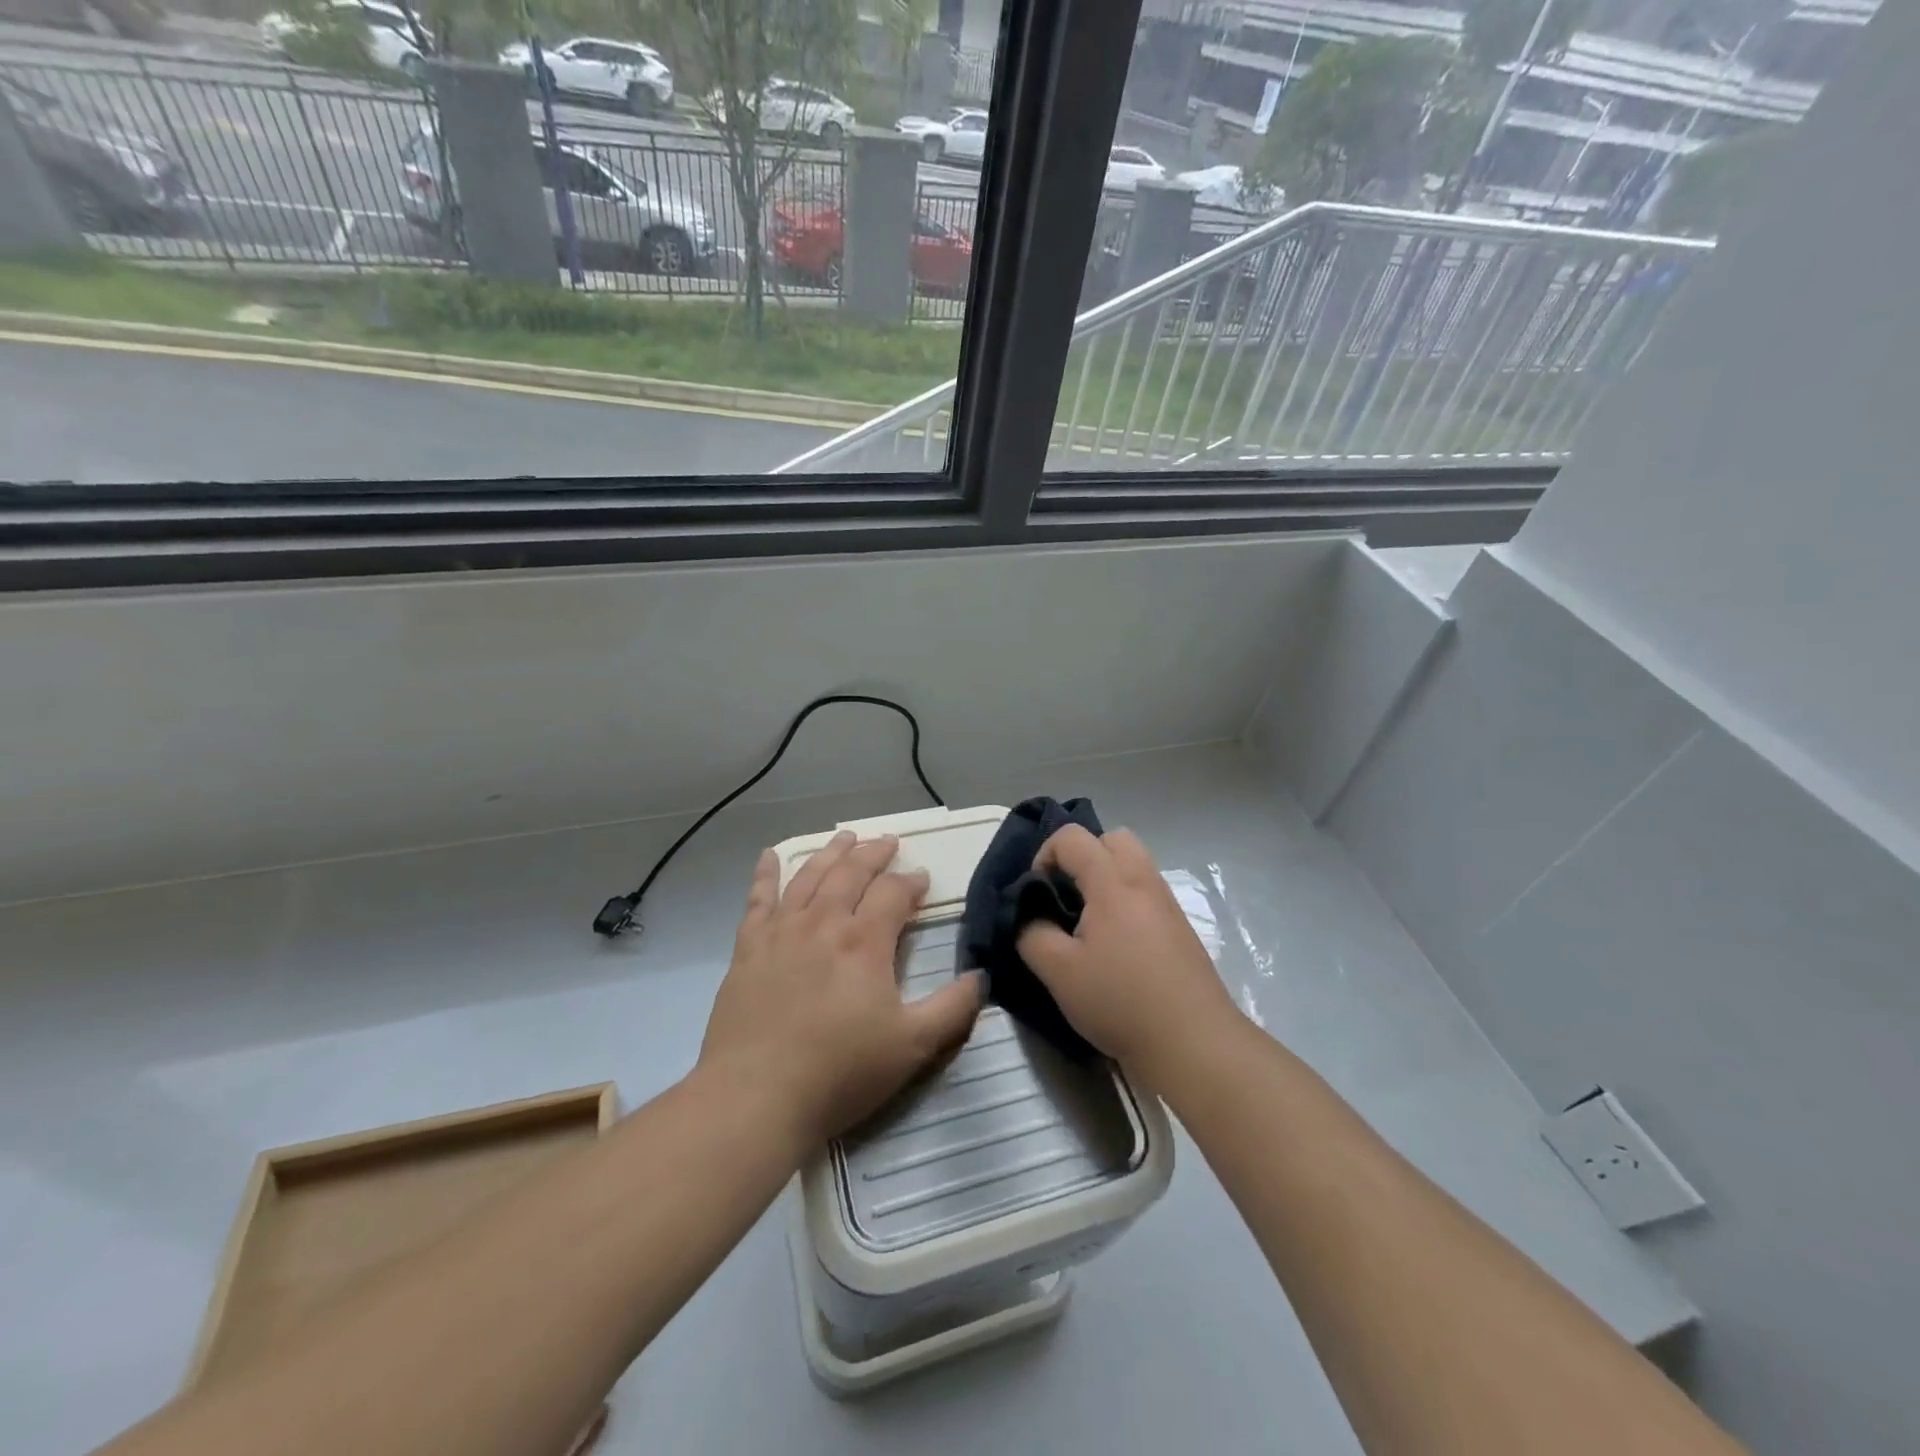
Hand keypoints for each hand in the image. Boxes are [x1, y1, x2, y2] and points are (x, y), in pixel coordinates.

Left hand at [699, 831, 983, 1150]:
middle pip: (851, 873)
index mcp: (864, 941)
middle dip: (874, 854)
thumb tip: (982, 975)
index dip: (911, 882)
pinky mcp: (748, 949)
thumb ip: (953, 1008)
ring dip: (831, 853)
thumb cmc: (840, 1072)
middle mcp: (823, 923)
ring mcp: (781, 932)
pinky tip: (770, 856)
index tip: (923, 880)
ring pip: (809, 876)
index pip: (893, 894)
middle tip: (888, 842)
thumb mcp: (913, 1046)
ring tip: (845, 837)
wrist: (755, 1097)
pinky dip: (765, 874)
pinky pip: (757, 899)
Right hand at [1017, 825, 1241, 1082]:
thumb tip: (1028, 917)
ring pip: (1133, 864)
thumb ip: (1031, 934)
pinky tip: (1114, 946)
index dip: (1044, 855)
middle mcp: (1144, 881)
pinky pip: (1145, 892)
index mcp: (1112, 882)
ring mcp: (1167, 903)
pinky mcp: (1180, 928)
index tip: (1036, 894)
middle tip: (1065, 896)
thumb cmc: (1121, 1001)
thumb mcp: (1059, 972)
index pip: (1072, 837)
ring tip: (1087, 922)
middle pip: (1112, 838)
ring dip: (1104, 879)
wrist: (1194, 1042)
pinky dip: (1124, 900)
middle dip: (1082, 856)